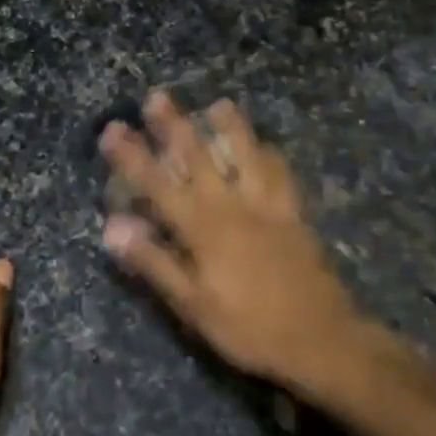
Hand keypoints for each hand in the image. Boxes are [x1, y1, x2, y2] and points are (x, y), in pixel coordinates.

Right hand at [100, 93, 359, 399]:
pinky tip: (267, 147)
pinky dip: (271, 156)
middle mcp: (233, 206)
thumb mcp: (193, 304)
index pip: (157, 184)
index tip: (112, 129)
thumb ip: (154, 261)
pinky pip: (281, 176)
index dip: (132, 156)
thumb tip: (112, 226)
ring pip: (246, 156)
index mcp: (203, 228)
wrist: (322, 340)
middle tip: (157, 96)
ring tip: (219, 104)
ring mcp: (268, 207)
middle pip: (199, 157)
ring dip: (231, 128)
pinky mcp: (294, 216)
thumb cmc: (249, 327)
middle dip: (175, 126)